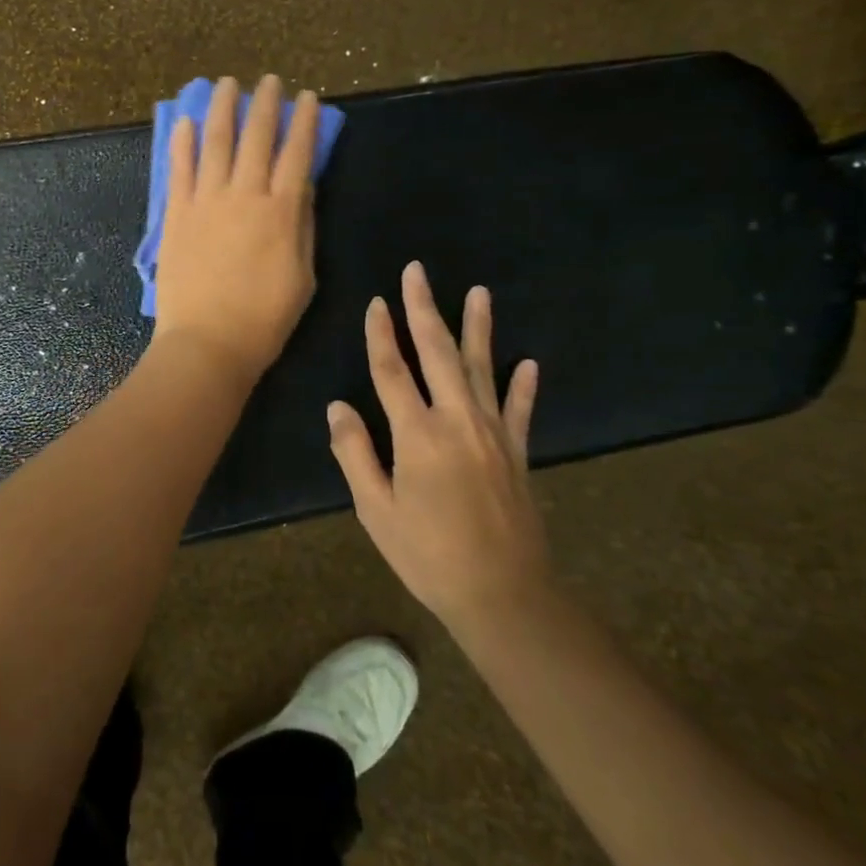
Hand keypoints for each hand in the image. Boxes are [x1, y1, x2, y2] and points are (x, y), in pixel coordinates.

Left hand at [150, 75, 319, 387]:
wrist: (209, 343)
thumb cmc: (264, 319)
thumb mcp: (303, 276)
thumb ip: (302, 227)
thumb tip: (301, 187)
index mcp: (282, 211)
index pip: (297, 153)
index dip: (304, 122)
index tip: (307, 97)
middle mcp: (245, 195)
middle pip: (257, 137)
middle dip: (266, 104)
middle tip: (270, 81)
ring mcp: (206, 202)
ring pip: (216, 142)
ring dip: (223, 109)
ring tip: (226, 84)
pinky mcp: (177, 215)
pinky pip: (179, 169)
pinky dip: (182, 142)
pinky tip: (184, 121)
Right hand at [327, 262, 548, 625]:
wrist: (503, 594)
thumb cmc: (428, 555)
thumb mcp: (376, 510)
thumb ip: (355, 453)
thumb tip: (337, 407)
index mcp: (417, 435)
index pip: (393, 371)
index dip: (381, 335)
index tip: (376, 302)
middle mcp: (458, 421)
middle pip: (438, 353)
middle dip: (424, 310)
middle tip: (418, 272)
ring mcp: (493, 434)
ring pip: (482, 369)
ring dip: (478, 328)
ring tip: (479, 292)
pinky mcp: (517, 453)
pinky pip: (519, 409)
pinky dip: (523, 385)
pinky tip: (528, 362)